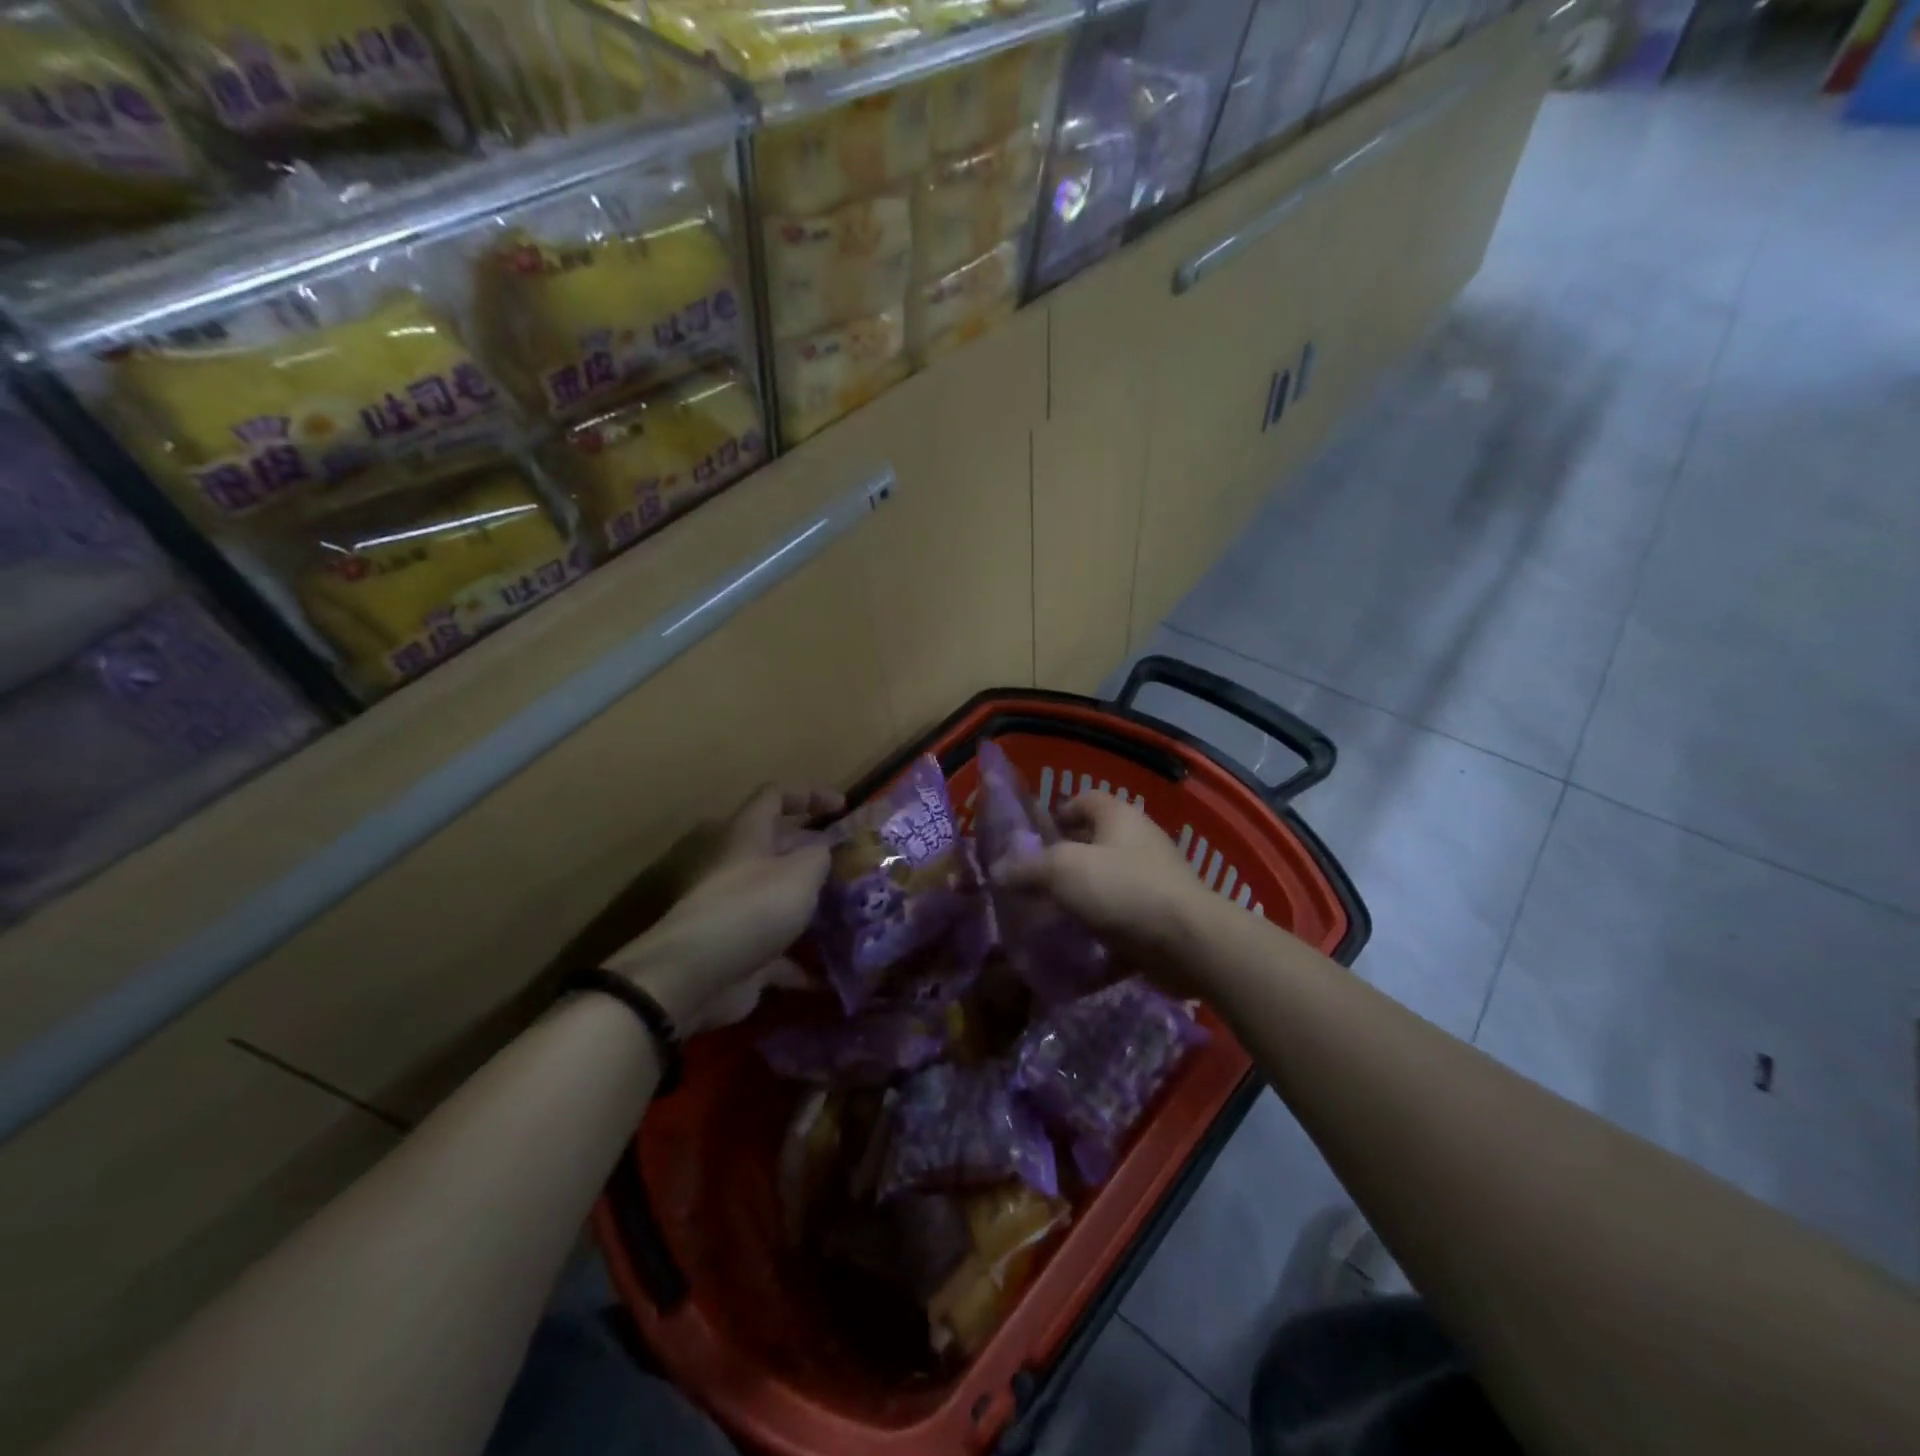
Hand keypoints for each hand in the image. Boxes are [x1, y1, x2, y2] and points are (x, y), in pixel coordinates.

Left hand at [607, 784, 841, 1033]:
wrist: (696, 975)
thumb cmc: (753, 906)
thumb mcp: (802, 871)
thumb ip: (821, 855)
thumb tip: (825, 853)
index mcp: (748, 835)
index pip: (775, 795)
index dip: (809, 793)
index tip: (843, 807)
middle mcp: (740, 868)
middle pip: (781, 848)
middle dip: (818, 853)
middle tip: (856, 864)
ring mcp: (739, 911)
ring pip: (781, 899)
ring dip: (813, 906)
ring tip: (853, 912)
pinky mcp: (742, 952)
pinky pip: (779, 952)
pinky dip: (803, 961)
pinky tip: (831, 971)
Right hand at [991, 791, 1213, 966]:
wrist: (1188, 943)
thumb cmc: (1122, 889)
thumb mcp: (1062, 870)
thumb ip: (1026, 867)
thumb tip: (997, 870)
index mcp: (1119, 817)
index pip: (1085, 800)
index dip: (1057, 813)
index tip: (1032, 838)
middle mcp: (1138, 842)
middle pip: (1093, 843)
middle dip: (1062, 861)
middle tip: (1031, 882)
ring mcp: (1152, 880)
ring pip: (1105, 882)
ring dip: (1079, 898)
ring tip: (1046, 916)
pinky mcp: (1159, 917)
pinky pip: (1119, 917)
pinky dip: (1098, 929)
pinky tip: (1075, 946)